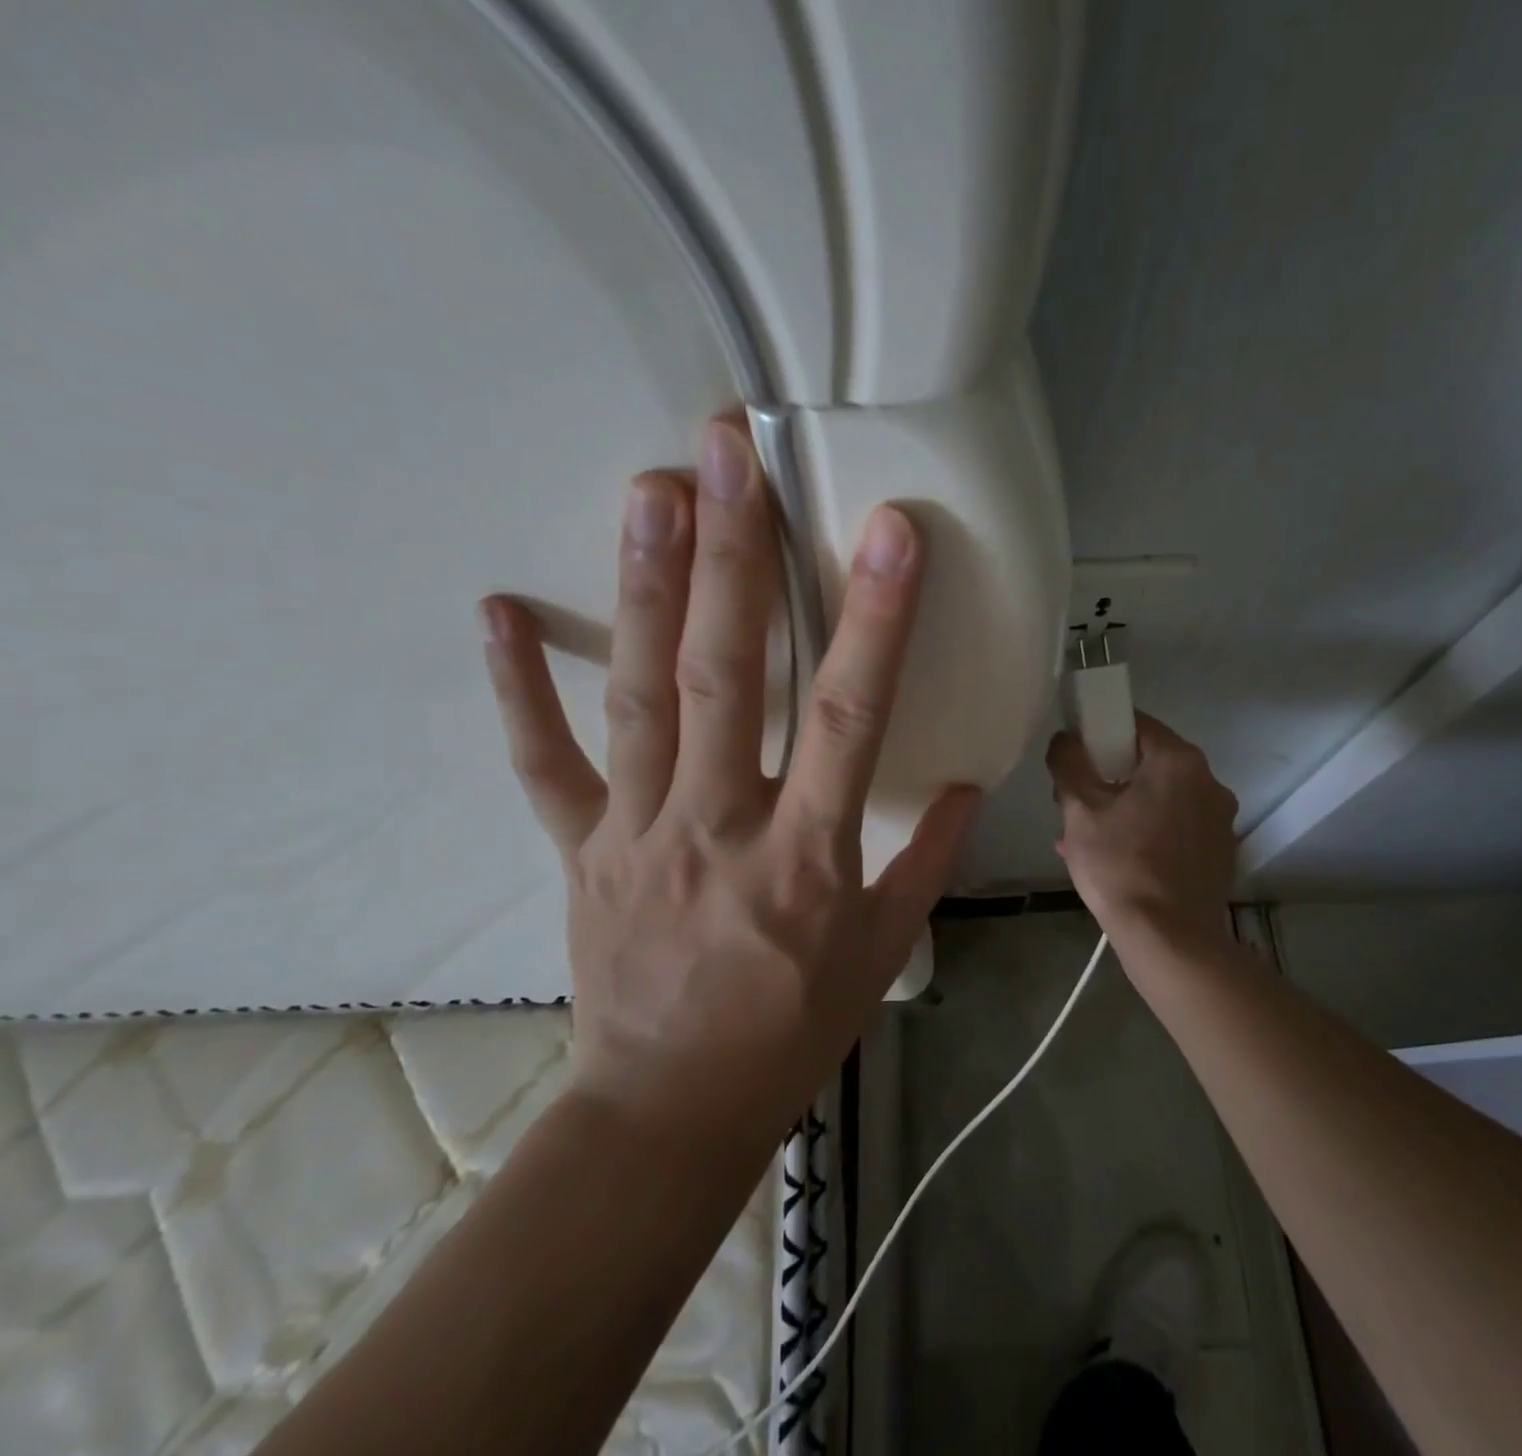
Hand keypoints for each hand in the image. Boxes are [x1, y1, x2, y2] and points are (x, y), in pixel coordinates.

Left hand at [478, 417, 977, 1133]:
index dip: (874, 619)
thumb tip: (967, 784)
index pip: (850, 716)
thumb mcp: (883, 950)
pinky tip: (499, 611)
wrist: (672, 1109)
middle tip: (733, 452)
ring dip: (645, 585)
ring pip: (640, 695)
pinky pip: (545, 762)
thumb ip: (927, 859)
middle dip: (737, 557)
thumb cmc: (793, 1030)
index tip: (893, 532)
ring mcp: (637, 830)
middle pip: (729, 675)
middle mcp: (717, 825)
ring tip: (652, 489)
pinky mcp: (581, 847)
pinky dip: (520, 689)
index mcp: (806, 855)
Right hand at [1047, 714, 1237, 950]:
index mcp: (1179, 761)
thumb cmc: (1121, 867)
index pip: (1135, 724)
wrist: (1169, 941)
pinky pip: (1175, 829)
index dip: (1099, 732)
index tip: (1075, 758)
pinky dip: (1147, 834)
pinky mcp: (1219, 853)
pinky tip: (1118, 863)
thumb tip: (1066, 739)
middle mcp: (1210, 782)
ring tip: (1087, 840)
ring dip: (1124, 809)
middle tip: (1076, 805)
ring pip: (1160, 799)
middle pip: (1148, 763)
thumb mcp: (1080, 810)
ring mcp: (1219, 820)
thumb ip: (1068, 763)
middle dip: (1108, 778)